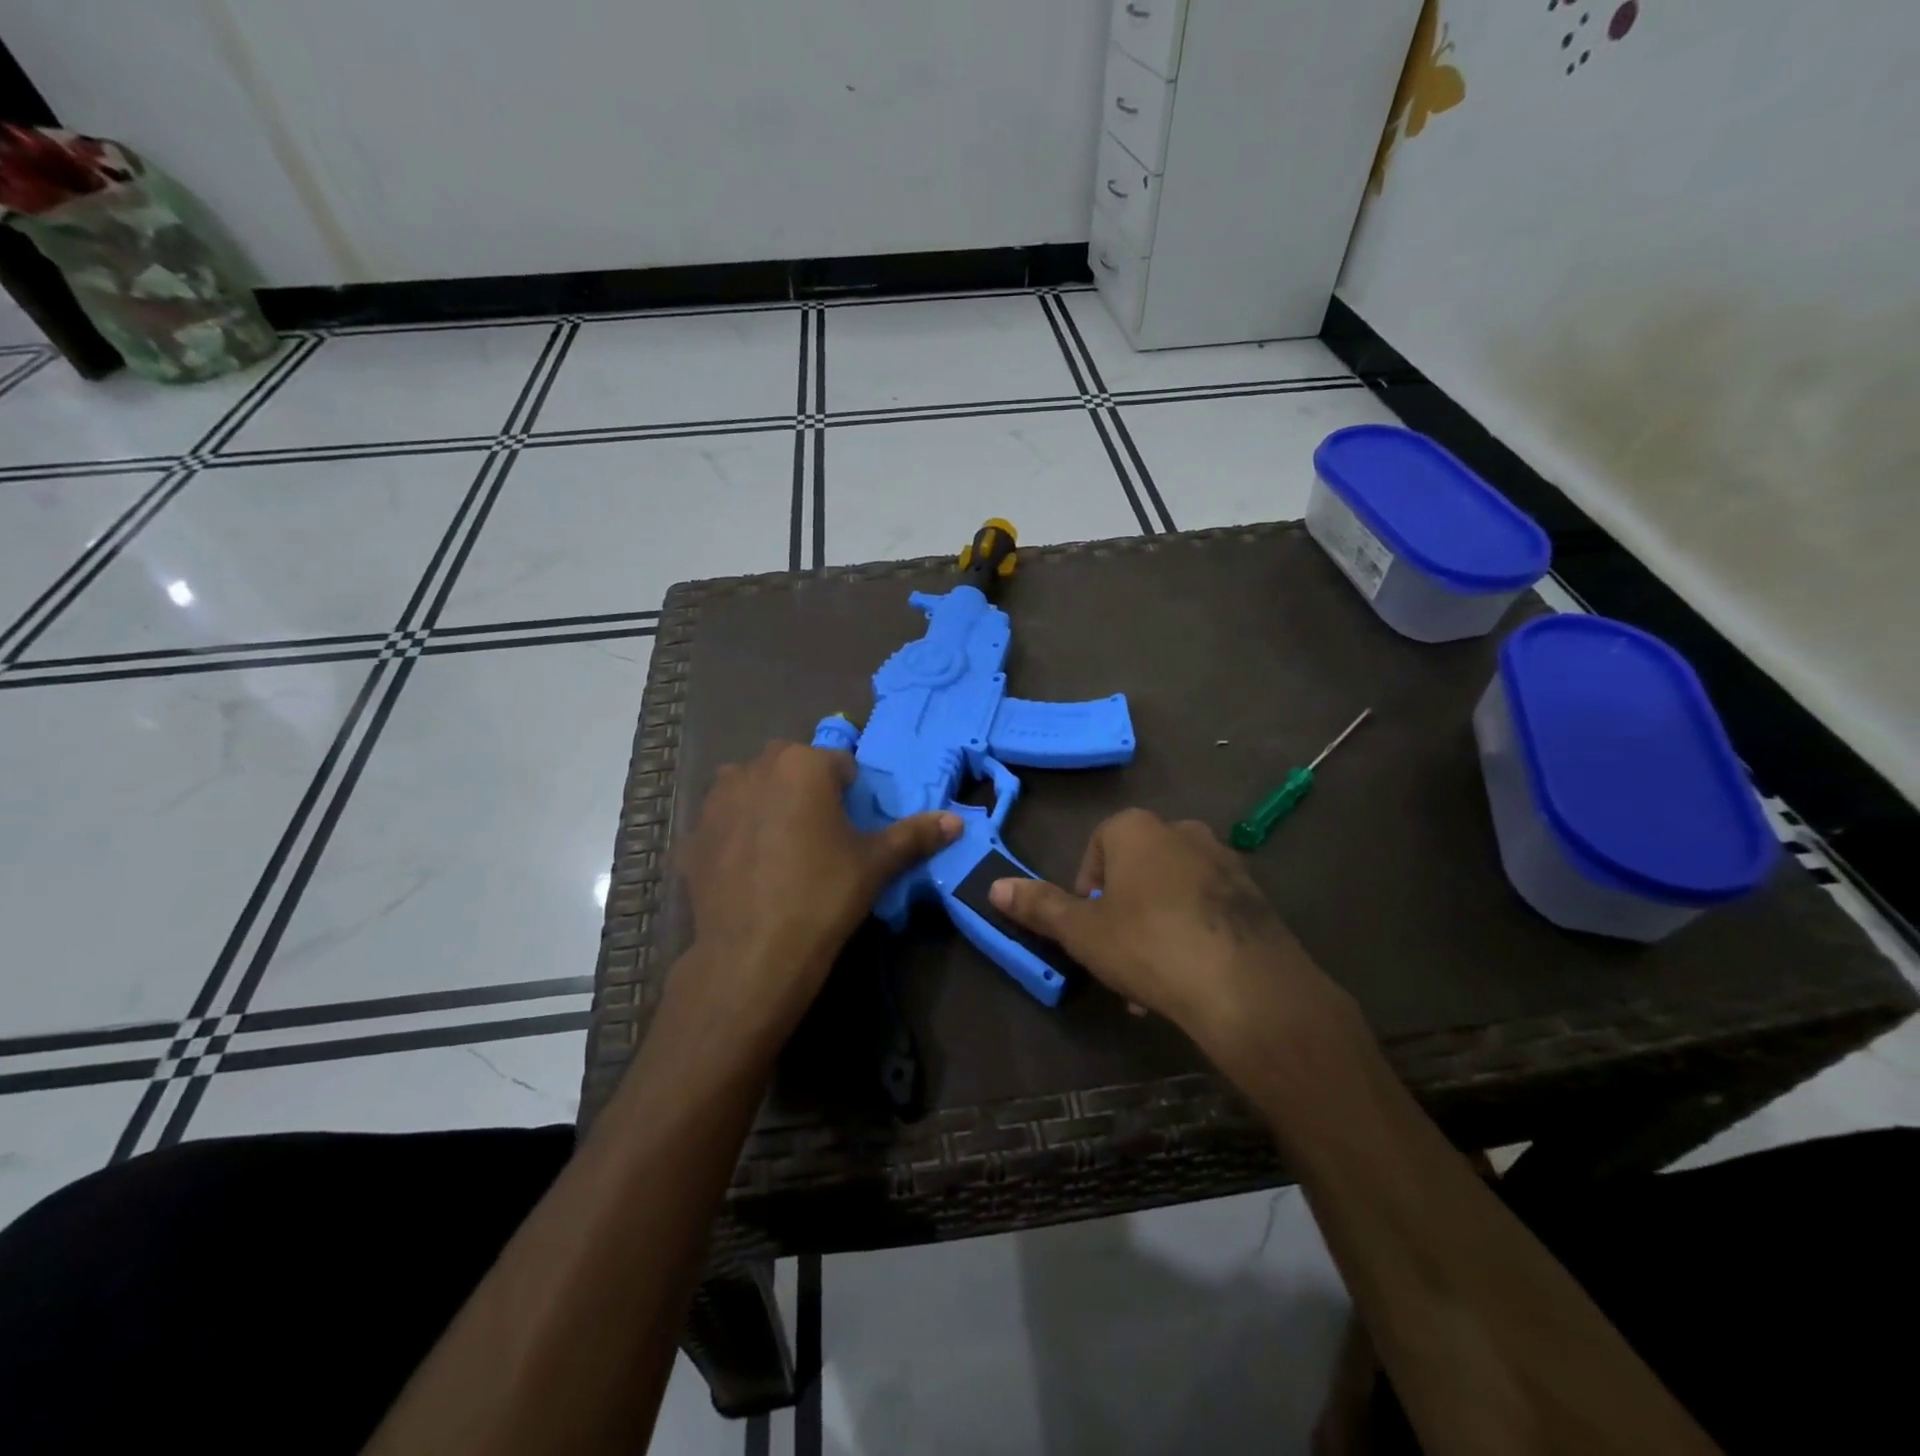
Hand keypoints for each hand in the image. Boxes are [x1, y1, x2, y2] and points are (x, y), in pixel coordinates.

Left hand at [676, 740, 958, 1034]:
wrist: (753, 954)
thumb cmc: (823, 895)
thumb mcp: (875, 864)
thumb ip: (915, 836)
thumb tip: (956, 822)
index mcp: (803, 765)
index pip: (838, 764)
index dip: (851, 793)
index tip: (853, 827)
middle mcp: (754, 768)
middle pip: (791, 767)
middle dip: (807, 790)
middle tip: (821, 836)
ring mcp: (716, 801)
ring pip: (751, 788)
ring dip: (767, 803)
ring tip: (781, 849)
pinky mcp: (692, 836)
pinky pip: (723, 823)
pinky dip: (736, 835)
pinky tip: (747, 872)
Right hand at [988, 809, 1348, 1053]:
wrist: (1247, 986)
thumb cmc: (1149, 946)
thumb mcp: (1082, 931)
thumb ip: (1039, 907)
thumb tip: (995, 887)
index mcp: (1136, 829)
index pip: (1097, 847)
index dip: (1085, 889)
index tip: (1087, 929)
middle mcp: (1181, 831)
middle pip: (1135, 869)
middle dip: (1121, 912)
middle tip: (1117, 958)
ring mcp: (1223, 860)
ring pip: (1171, 891)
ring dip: (1155, 926)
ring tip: (1152, 982)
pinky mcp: (1254, 894)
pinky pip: (1207, 907)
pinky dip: (1192, 932)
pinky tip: (1190, 977)